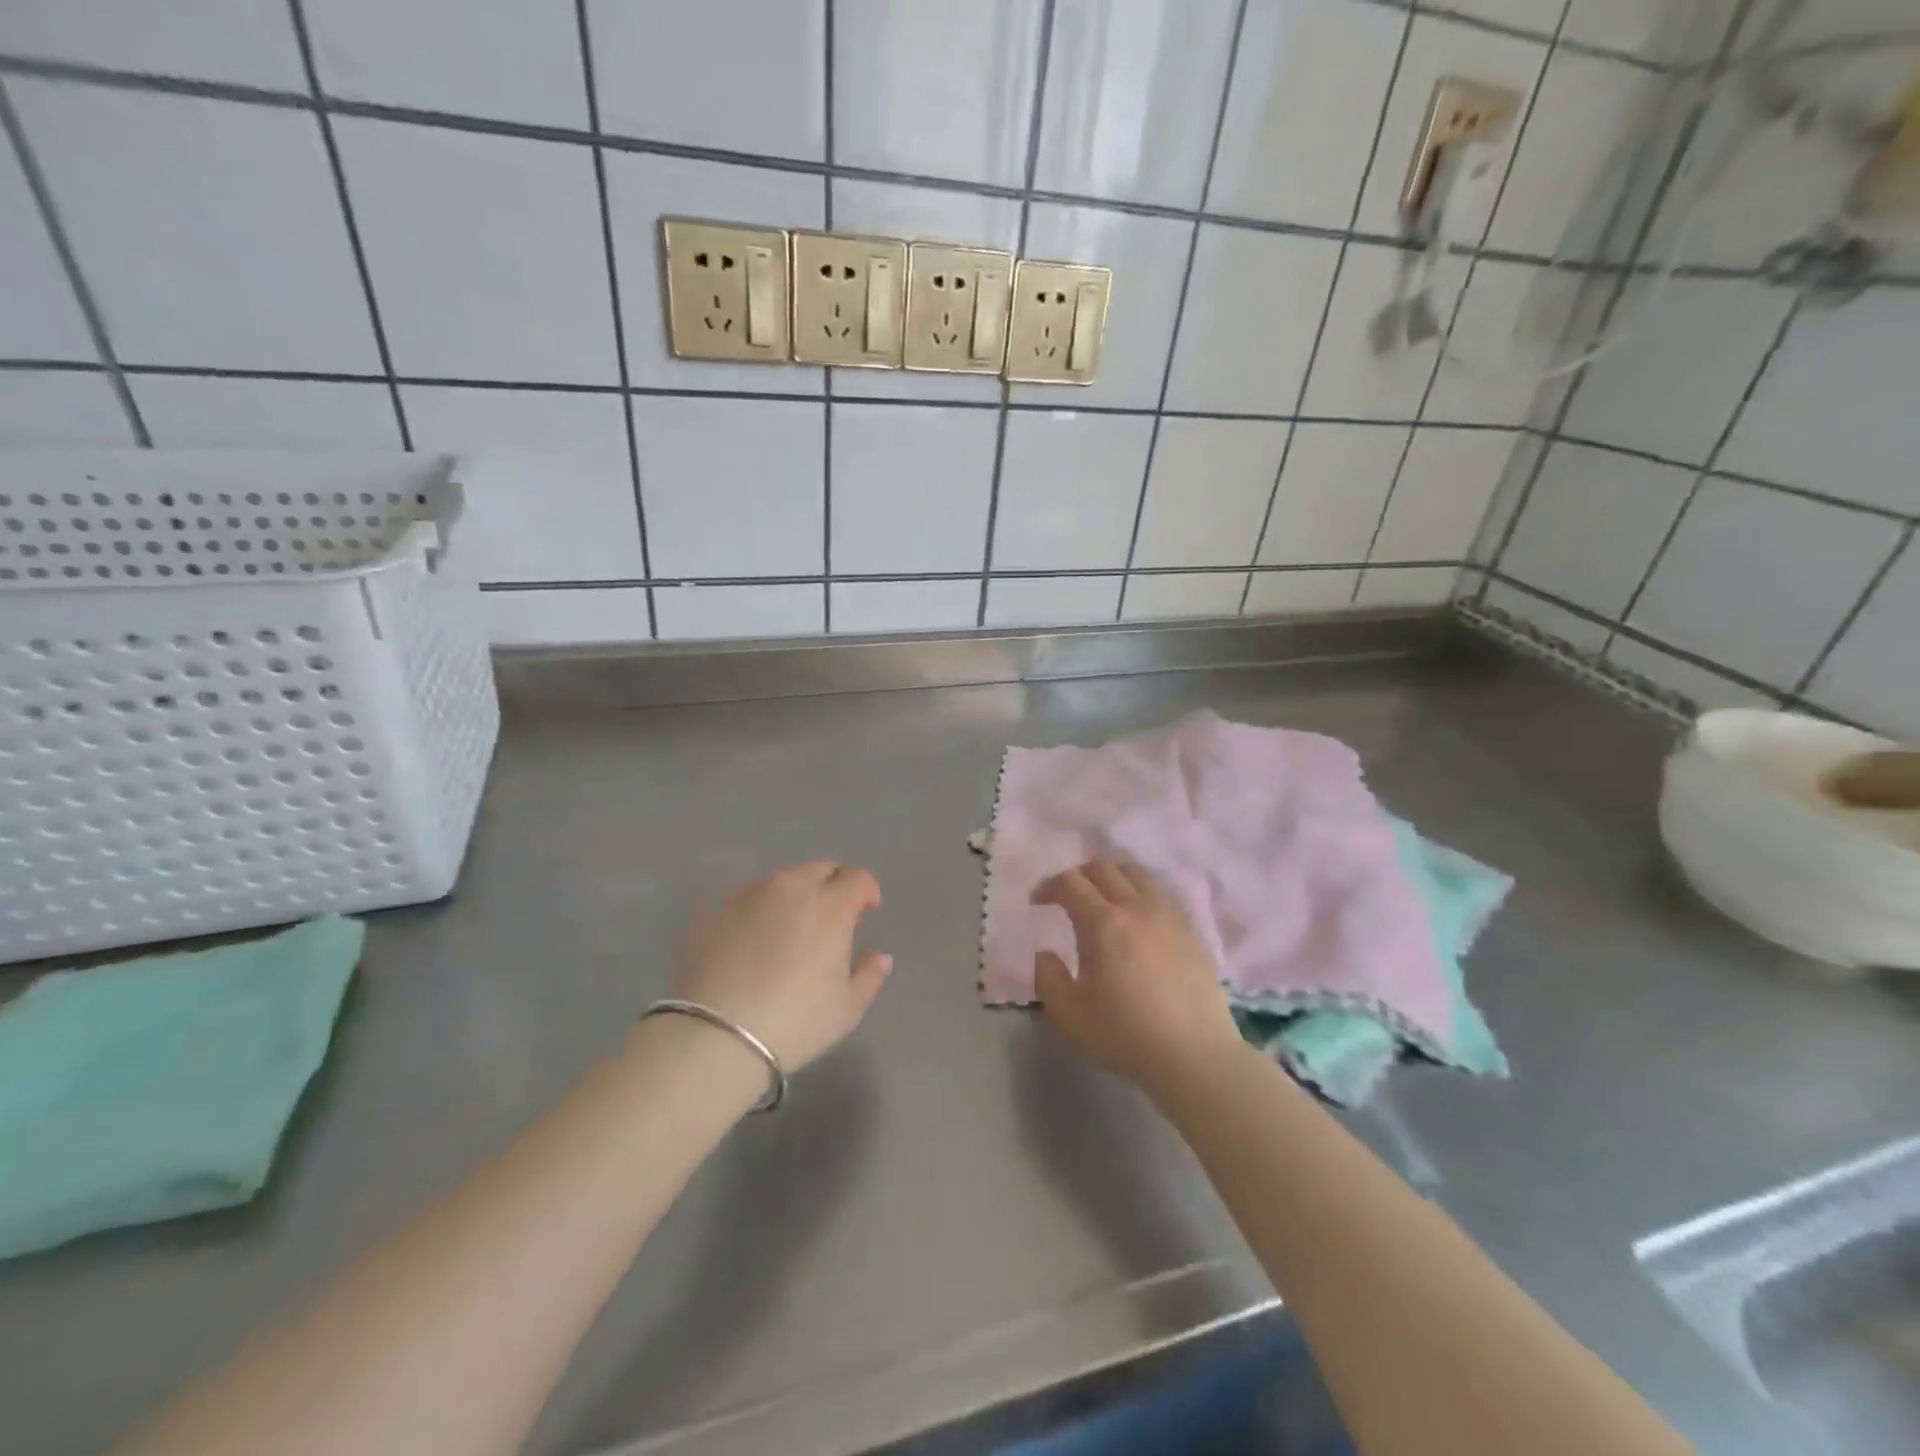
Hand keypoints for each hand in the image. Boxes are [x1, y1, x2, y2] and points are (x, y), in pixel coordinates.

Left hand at [672, 862, 892, 1071]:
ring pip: (781, 880)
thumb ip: (870, 976)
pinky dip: (759, 909)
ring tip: (790, 927)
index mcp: (830, 905)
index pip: (858, 878)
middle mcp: (791, 888)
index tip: (867, 911)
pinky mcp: (714, 911)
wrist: (716, 1036)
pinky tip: (753, 939)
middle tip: (831, 916)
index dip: (867, 891)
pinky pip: (747, 898)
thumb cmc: (795, 1022)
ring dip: (795, 894)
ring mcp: (749, 895)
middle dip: (832, 884)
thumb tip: (880, 957)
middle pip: (819, 868)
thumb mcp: (847, 1009)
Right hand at [1033, 861, 1243, 1092]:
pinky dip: (1140, 892)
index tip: (1038, 902)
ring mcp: (1168, 915)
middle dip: (1078, 875)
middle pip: (1103, 869)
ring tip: (1103, 899)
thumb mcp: (1069, 1015)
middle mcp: (1136, 907)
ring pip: (1136, 874)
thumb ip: (1048, 978)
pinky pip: (1160, 893)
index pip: (1070, 883)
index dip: (1049, 886)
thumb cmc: (1125, 1035)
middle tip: (1066, 896)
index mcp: (1103, 922)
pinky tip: (1138, 917)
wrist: (1194, 1055)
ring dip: (1112, 877)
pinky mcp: (1191, 929)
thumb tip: (1045, 953)